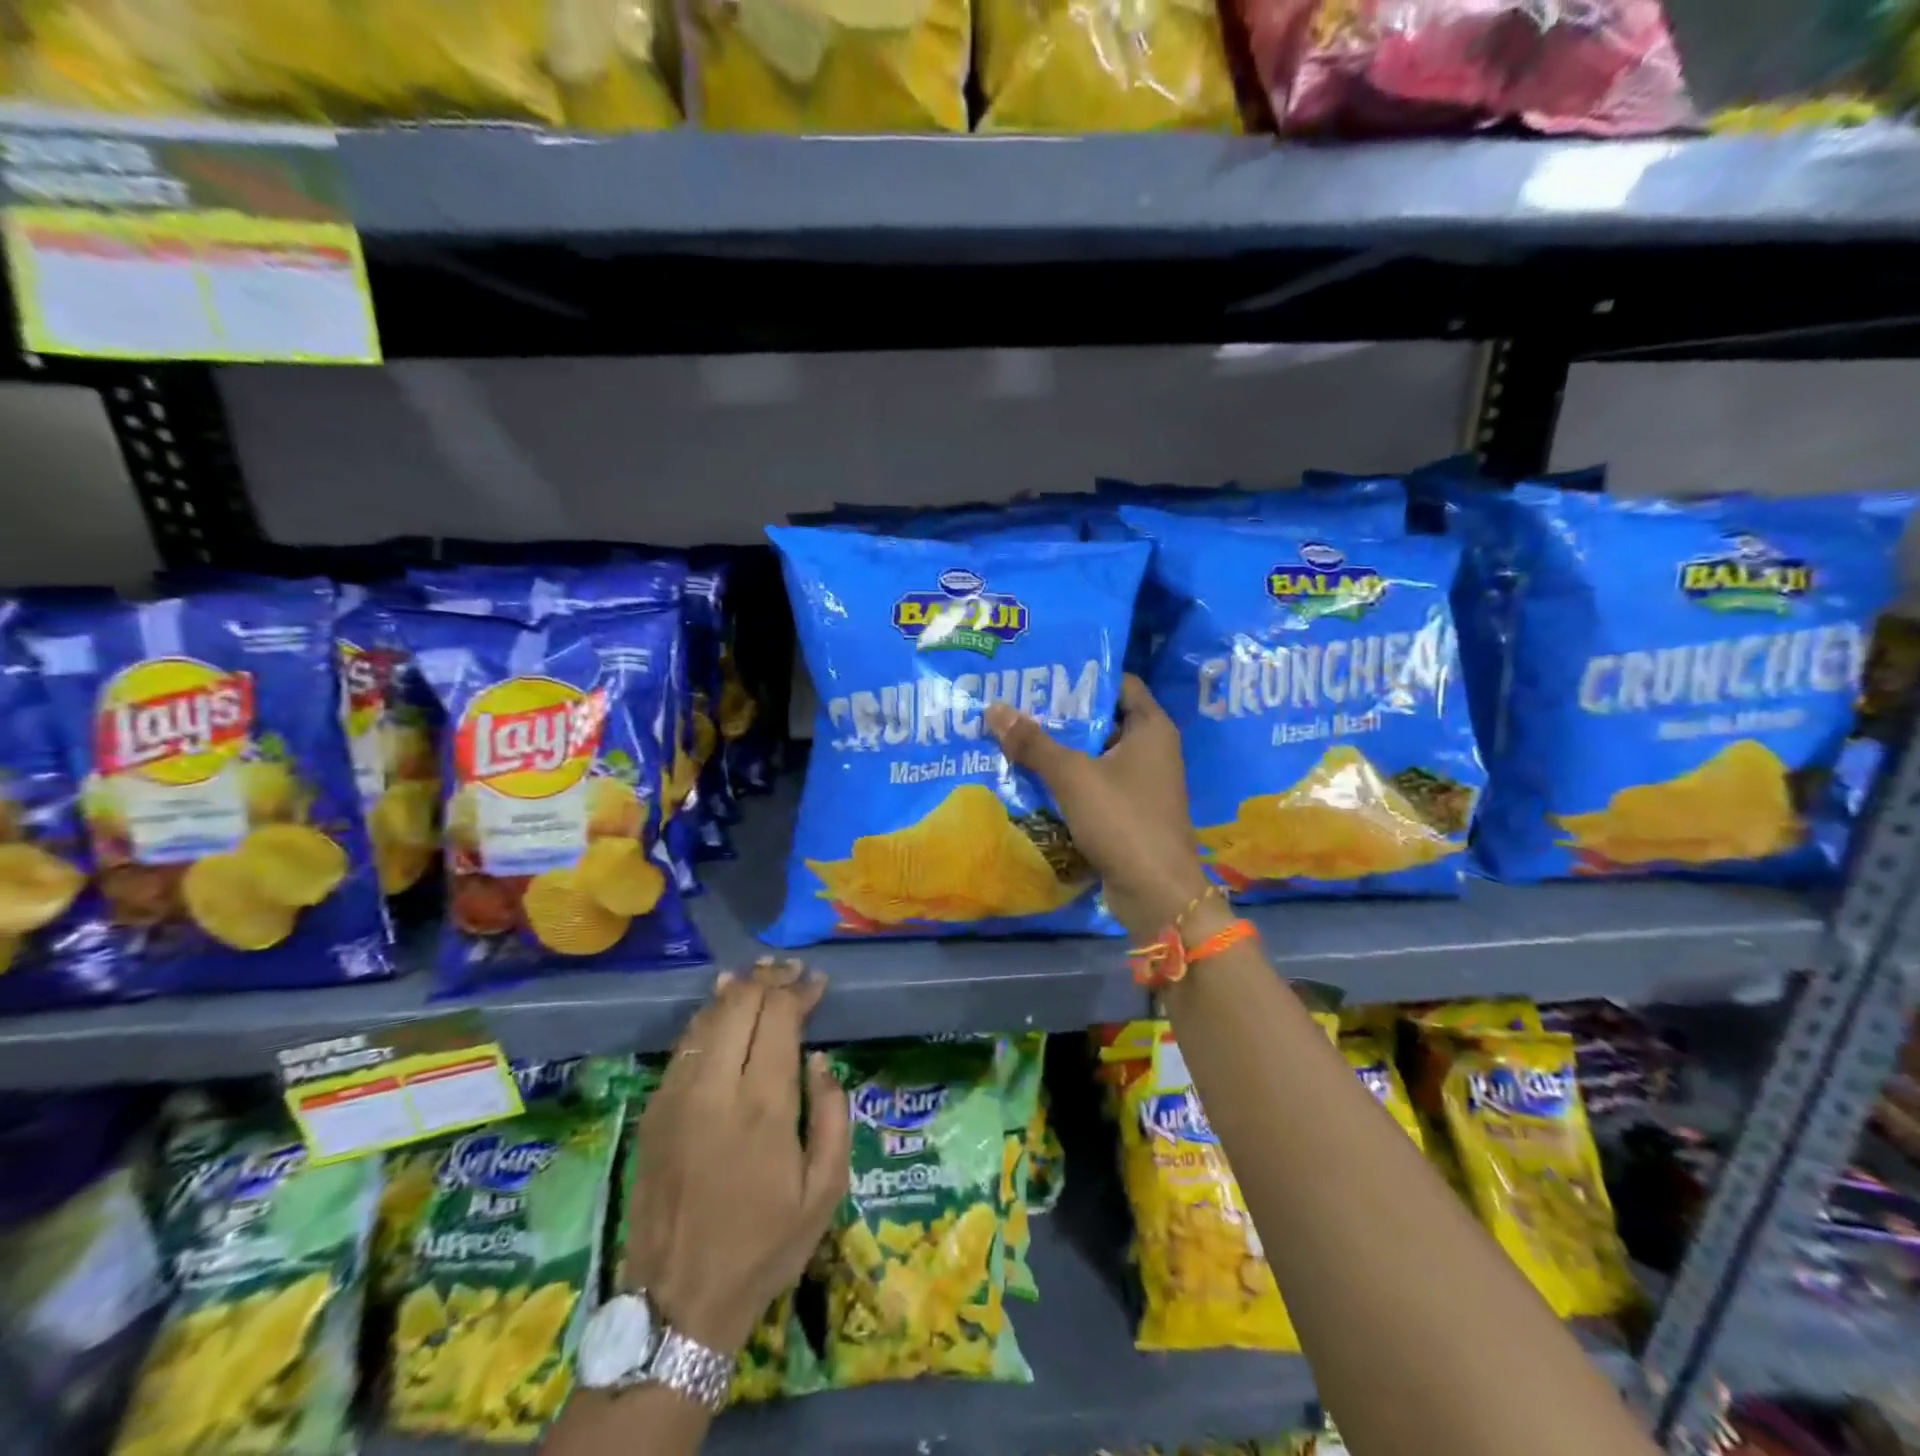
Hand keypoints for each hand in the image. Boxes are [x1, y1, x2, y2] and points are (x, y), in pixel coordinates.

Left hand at [624, 958, 849, 1355]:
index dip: (798, 990)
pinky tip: (721, 1009)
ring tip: (760, 977)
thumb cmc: (764, 1248)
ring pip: (707, 1018)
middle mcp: (715, 1089)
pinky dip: (708, 1018)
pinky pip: (684, 1046)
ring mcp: (676, 1097)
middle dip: (768, 979)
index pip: (778, 1017)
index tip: (817, 982)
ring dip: (736, 990)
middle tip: (791, 971)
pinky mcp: (653, 1111)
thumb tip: (817, 1060)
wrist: (677, 1305)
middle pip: (739, 1004)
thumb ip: (832, 1116)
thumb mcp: (824, 1192)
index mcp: (763, 1107)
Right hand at [985, 674, 1220, 940]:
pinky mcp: (1128, 812)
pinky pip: (1093, 785)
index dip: (1083, 676)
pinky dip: (1067, 781)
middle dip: (1061, 715)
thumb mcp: (1073, 776)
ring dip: (1059, 750)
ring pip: (1094, 755)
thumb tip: (994, 709)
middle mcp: (1151, 749)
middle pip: (1102, 719)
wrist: (1156, 893)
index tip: (1044, 674)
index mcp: (1151, 728)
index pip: (1119, 683)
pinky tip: (1029, 777)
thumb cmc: (1123, 820)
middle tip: (1016, 704)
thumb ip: (1034, 743)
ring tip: (1013, 736)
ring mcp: (1140, 783)